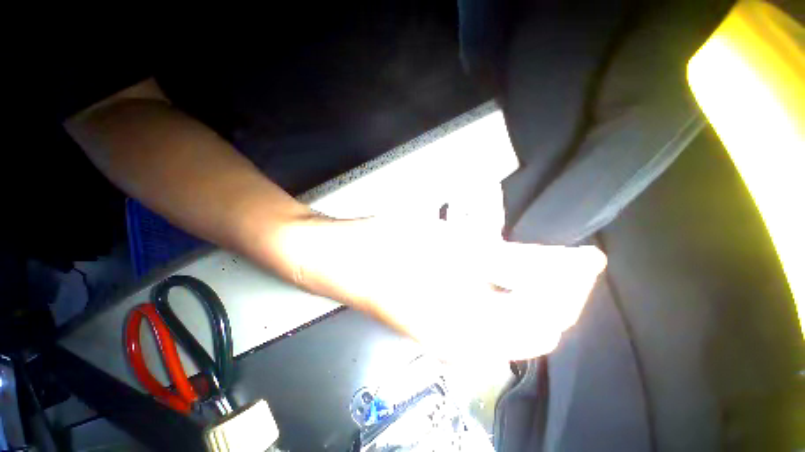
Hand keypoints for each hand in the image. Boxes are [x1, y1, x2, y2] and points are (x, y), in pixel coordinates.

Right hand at [280, 214, 606, 362]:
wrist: (341, 255)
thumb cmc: (390, 246)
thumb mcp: (453, 247)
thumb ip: (509, 261)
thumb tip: (560, 266)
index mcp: (465, 333)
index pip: (542, 322)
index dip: (569, 289)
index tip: (589, 258)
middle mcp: (460, 342)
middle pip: (530, 325)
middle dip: (556, 292)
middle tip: (570, 260)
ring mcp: (447, 330)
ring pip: (509, 318)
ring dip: (531, 291)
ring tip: (545, 262)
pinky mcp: (436, 314)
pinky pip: (485, 309)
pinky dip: (505, 290)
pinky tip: (505, 269)